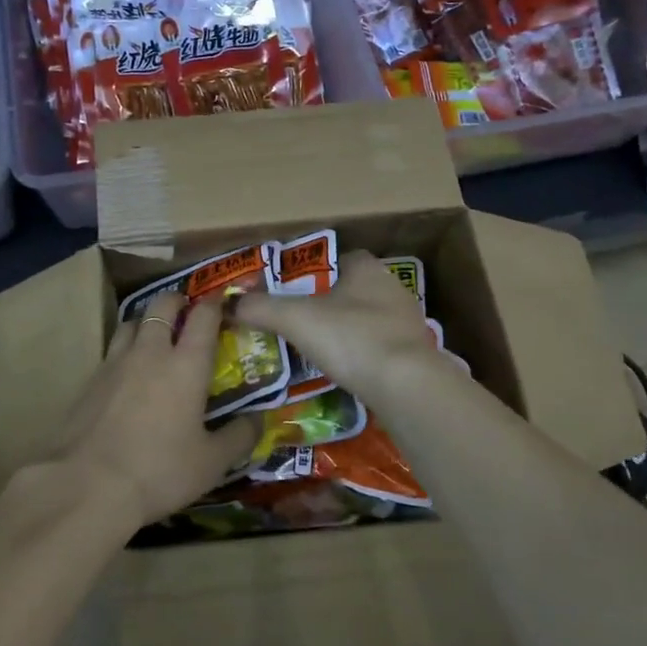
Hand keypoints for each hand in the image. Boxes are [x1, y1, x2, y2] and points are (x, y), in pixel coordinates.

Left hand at [57, 291, 260, 527]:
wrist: (88, 485)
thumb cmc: (159, 471)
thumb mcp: (211, 463)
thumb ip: (239, 437)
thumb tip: (260, 419)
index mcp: (186, 365)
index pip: (203, 317)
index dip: (214, 304)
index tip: (221, 302)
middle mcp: (151, 352)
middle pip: (162, 305)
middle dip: (177, 300)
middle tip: (186, 309)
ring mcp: (116, 362)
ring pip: (132, 321)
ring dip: (147, 320)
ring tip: (154, 334)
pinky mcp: (90, 380)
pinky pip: (112, 350)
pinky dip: (124, 349)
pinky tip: (127, 372)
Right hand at [232, 250, 442, 407]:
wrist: (406, 386)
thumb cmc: (350, 338)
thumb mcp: (295, 319)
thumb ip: (261, 308)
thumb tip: (229, 304)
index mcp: (366, 268)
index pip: (340, 259)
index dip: (316, 273)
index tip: (295, 293)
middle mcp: (392, 288)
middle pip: (354, 290)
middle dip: (330, 305)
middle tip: (301, 324)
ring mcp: (408, 323)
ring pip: (369, 320)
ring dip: (349, 332)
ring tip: (320, 352)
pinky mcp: (416, 355)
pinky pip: (382, 349)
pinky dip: (364, 357)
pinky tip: (347, 373)